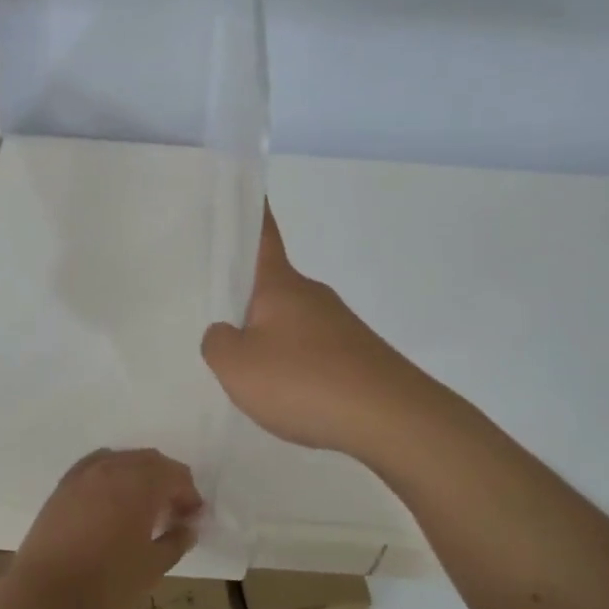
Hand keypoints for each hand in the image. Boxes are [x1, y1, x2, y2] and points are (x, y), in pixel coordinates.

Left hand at [4, 449, 201, 608]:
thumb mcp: (153, 566)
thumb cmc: (107, 582)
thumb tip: (188, 527)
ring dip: (140, 475)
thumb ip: (176, 540)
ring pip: (123, 459)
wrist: (46, 594)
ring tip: (143, 505)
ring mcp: (85, 472)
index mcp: (141, 483)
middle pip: (150, 461)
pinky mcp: (64, 484)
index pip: (175, 475)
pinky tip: (112, 497)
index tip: (193, 518)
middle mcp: (114, 467)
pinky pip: (96, 465)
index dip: (189, 495)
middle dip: (167, 481)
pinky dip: (112, 473)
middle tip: (173, 511)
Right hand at [201, 208, 416, 457]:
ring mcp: (340, 326)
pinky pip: (313, 352)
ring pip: (291, 323)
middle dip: (247, 300)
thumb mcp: (237, 366)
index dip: (253, 212)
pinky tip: (290, 397)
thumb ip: (217, 344)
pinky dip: (296, 367)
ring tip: (249, 374)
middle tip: (217, 322)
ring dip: (271, 340)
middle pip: (272, 287)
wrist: (391, 419)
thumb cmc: (304, 381)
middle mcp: (312, 295)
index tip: (249, 190)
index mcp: (281, 285)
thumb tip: (225, 333)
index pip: (263, 235)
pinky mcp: (357, 356)